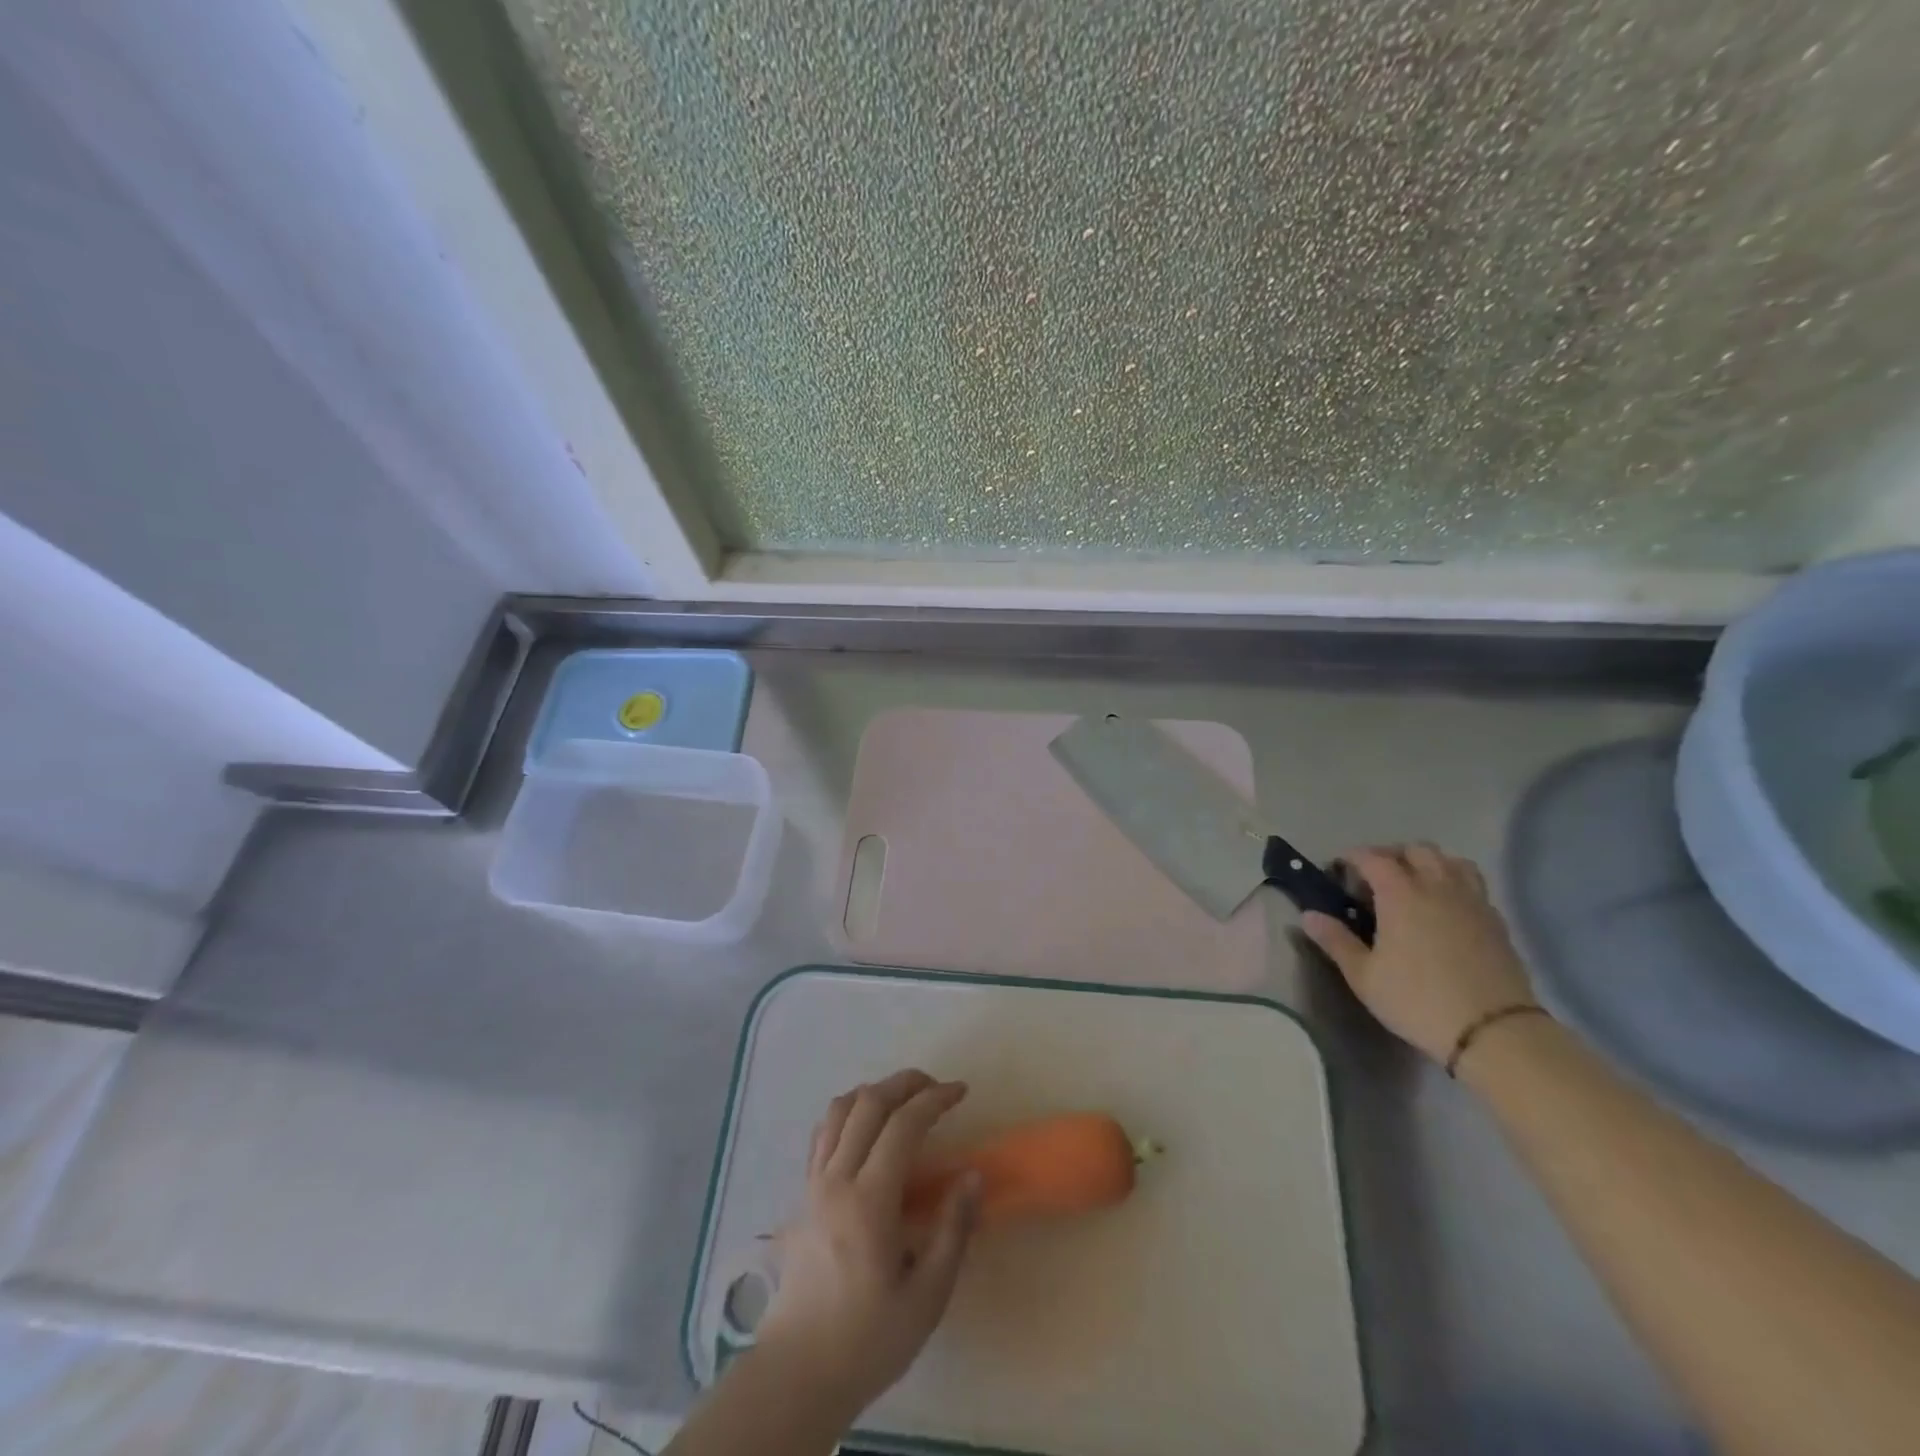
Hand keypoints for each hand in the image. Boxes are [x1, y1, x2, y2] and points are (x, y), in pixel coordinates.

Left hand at [755, 1069, 980, 1422]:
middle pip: (869, 1103)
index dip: (934, 1099)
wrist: (798, 1372)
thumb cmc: (868, 1339)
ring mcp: (813, 1183)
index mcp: (869, 1201)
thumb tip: (973, 1176)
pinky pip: (823, 1132)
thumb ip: (952, 1230)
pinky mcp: (802, 1194)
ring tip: (904, 1099)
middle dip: (906, 1083)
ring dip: (874, 1091)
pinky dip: (848, 1112)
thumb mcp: (926, 1297)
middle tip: (937, 1087)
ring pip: (839, 1109)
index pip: (903, 1125)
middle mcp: (837, 1179)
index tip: (960, 1092)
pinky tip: (866, 1127)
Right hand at [1301, 843, 1536, 1065]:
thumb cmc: (1417, 1000)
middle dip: (1391, 855)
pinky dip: (1454, 884)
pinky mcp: (1496, 921)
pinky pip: (1473, 885)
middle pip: (1416, 850)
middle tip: (1374, 878)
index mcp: (1401, 894)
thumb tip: (1308, 915)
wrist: (1494, 1032)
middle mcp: (1437, 887)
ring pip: (1451, 861)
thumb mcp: (1364, 976)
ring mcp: (1472, 902)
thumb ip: (1335, 941)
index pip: (1373, 858)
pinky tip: (1445, 909)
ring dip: (1428, 864)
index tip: (1339, 871)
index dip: (1353, 858)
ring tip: (1414, 885)